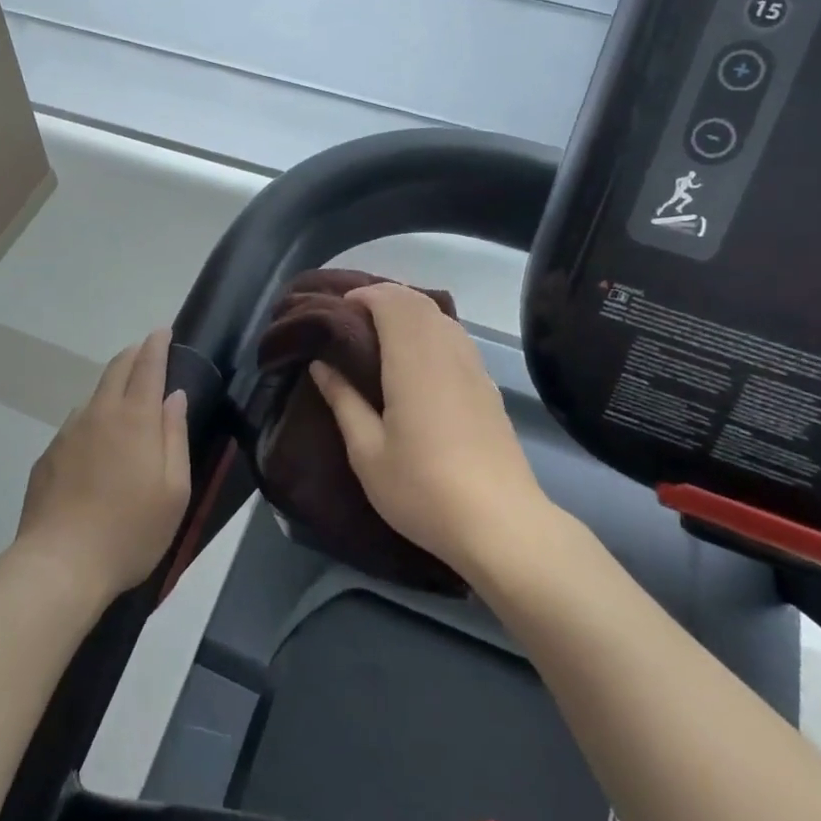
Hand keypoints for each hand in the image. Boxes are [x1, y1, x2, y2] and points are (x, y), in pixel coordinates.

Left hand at [15, 328, 190, 596]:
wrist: (58, 566)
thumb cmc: (130, 531)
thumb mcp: (174, 490)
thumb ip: (176, 436)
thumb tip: (175, 397)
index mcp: (136, 418)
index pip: (148, 366)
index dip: (157, 344)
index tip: (163, 330)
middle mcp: (100, 414)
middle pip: (117, 369)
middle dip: (134, 354)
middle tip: (146, 350)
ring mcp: (69, 433)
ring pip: (94, 395)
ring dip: (112, 386)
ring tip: (123, 398)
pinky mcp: (48, 456)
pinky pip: (76, 424)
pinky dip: (92, 418)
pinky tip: (95, 444)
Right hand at [308, 283, 550, 577]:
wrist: (500, 524)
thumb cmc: (423, 489)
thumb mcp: (367, 452)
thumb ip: (343, 400)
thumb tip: (320, 364)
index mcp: (413, 360)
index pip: (391, 302)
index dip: (364, 296)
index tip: (339, 310)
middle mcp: (446, 351)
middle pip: (417, 301)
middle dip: (385, 298)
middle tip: (355, 320)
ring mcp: (473, 366)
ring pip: (441, 316)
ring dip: (410, 312)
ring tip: (382, 336)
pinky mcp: (487, 386)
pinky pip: (456, 337)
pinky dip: (432, 330)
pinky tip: (419, 361)